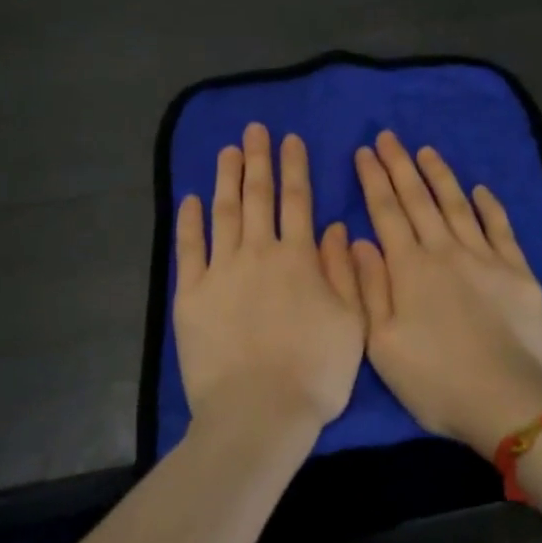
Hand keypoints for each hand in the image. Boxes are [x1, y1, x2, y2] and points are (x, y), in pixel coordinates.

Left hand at [173, 123, 366, 438]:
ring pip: (224, 212)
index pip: (297, 201)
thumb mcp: (351, 322)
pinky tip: (192, 199)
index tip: (290, 139)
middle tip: (255, 129)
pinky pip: (189, 248)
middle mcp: (258, 253)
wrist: (258, 413)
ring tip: (228, 150)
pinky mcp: (191, 294)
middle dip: (258, 159)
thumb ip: (343, 271)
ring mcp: (221, 271)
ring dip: (227, 178)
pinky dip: (190, 221)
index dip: (294, 167)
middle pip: (258, 196)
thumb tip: (334, 226)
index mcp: (298, 258)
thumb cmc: (314, 372)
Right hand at [350, 131, 541, 455]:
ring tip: (425, 151)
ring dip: (439, 175)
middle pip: (418, 199)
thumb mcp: (382, 344)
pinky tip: (481, 189)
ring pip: (457, 205)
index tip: (364, 151)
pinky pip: (501, 228)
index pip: (386, 211)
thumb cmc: (435, 380)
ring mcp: (485, 258)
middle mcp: (445, 251)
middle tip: (388, 136)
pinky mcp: (517, 272)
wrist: (509, 402)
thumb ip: (368, 287)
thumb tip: (357, 239)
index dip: (373, 179)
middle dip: (400, 165)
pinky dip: (489, 206)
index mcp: (409, 268)